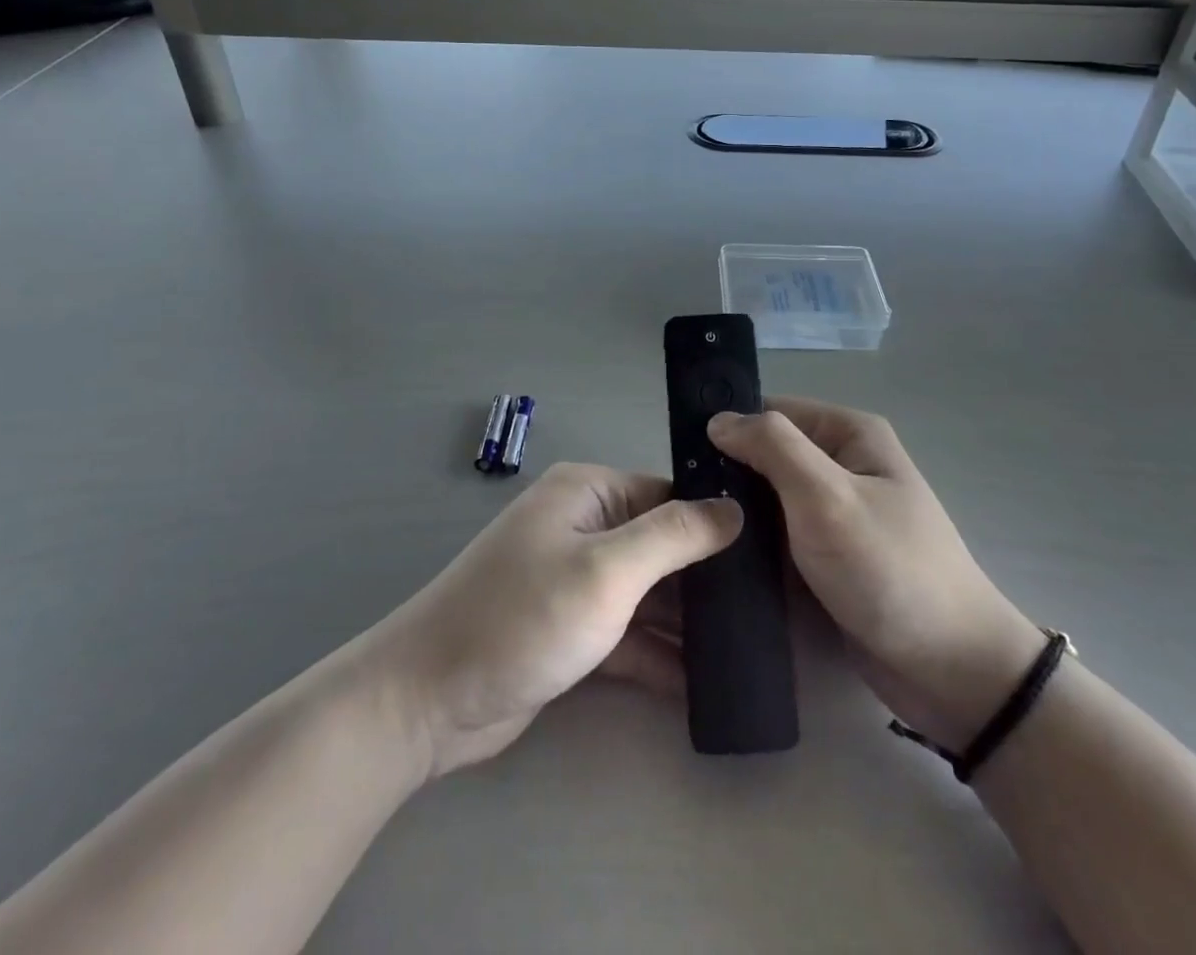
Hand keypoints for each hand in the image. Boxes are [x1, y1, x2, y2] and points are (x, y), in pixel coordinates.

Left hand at [364, 462, 742, 778]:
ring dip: (684, 622)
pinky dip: (655, 655)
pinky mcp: (568, 630)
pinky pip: (625, 633)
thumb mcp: (607, 571)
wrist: (426, 701)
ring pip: (646, 593)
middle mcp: (582, 527)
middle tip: (767, 609)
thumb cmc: (523, 617)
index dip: (716, 523)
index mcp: (588, 493)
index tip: (769, 556)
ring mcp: (573, 580)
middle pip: (660, 545)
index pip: (668, 495)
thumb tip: (734, 508)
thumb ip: (674, 537)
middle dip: (704, 578)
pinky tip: (701, 685)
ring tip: (747, 648)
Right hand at [709, 399, 1044, 752]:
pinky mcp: (829, 558)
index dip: (729, 427)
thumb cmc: (889, 569)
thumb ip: (772, 448)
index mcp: (850, 434)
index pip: (772, 411)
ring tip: (689, 533)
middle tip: (682, 503)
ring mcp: (837, 515)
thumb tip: (719, 418)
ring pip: (769, 500)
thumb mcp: (827, 496)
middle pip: (769, 455)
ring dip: (737, 514)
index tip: (682, 456)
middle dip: (729, 476)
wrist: (951, 672)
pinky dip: (753, 546)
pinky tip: (715, 560)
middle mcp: (844, 465)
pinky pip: (780, 538)